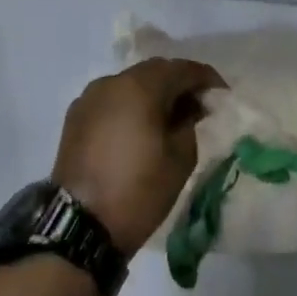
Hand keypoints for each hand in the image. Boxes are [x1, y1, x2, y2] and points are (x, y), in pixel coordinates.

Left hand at [53, 58, 226, 252]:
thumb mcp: (181, 157)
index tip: (221, 94)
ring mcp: (89, 98)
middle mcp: (112, 82)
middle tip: (198, 105)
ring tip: (169, 117)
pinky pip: (112, 100)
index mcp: (140, 87)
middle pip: (154, 71)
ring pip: (130, 84)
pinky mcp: (75, 117)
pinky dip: (130, 105)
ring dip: (152, 93)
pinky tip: (139, 127)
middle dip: (178, 83)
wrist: (80, 226)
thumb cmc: (138, 190)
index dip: (206, 78)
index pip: (182, 69)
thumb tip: (189, 107)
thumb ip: (190, 121)